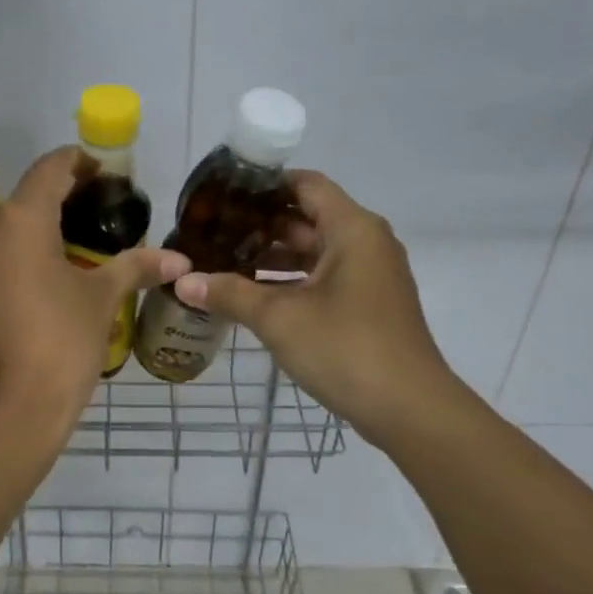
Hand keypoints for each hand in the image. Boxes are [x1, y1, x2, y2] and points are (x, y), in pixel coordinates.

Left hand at [0, 148, 189, 445]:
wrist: (2, 416)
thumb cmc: (58, 347)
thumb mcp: (101, 302)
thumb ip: (135, 268)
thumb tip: (179, 260)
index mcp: (18, 221)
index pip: (50, 169)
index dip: (80, 164)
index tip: (104, 175)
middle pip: (22, 203)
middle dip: (57, 208)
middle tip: (93, 226)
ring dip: (30, 241)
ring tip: (65, 262)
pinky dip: (7, 270)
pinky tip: (32, 296)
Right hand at [171, 171, 454, 443]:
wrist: (409, 409)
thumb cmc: (345, 348)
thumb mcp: (279, 318)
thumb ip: (230, 294)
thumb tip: (183, 282)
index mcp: (352, 229)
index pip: (305, 184)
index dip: (264, 185)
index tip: (223, 195)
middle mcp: (366, 243)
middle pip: (308, 218)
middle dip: (260, 225)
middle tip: (213, 232)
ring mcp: (370, 276)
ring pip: (315, 252)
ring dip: (273, 257)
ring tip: (223, 263)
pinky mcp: (368, 305)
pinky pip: (324, 279)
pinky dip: (291, 282)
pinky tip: (253, 296)